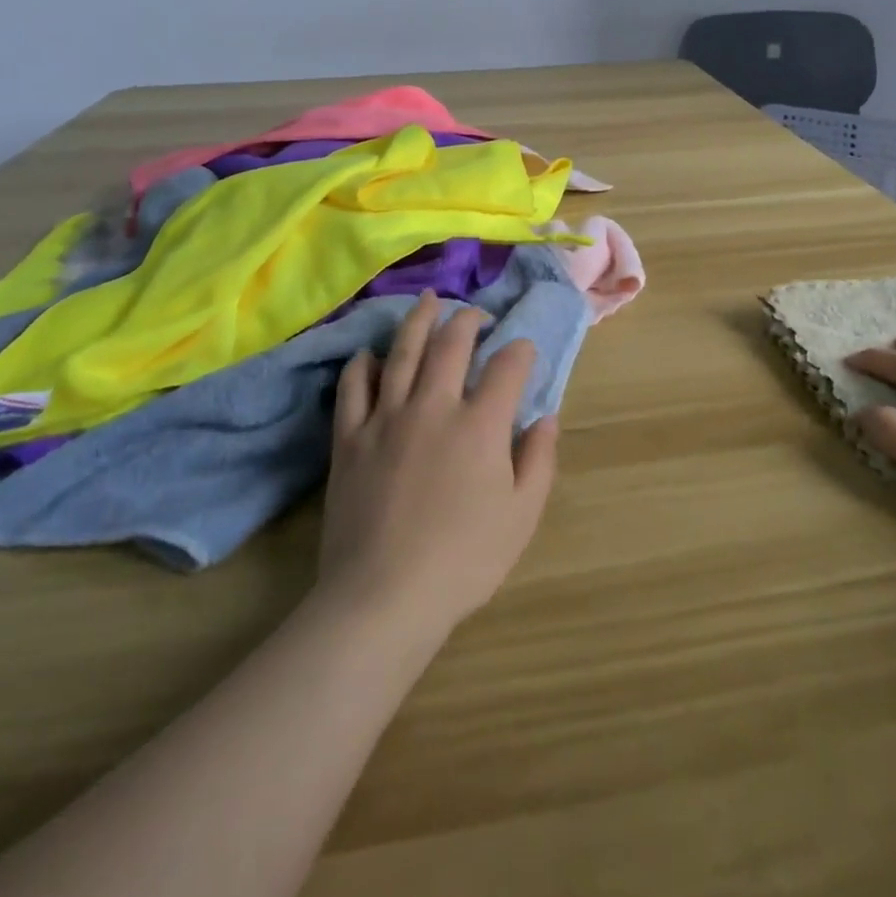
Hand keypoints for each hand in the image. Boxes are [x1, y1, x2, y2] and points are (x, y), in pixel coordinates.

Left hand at [317, 293, 558, 636]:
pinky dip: (364, 364)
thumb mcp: (522, 516)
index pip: (507, 366)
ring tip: (428, 300)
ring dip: (419, 320)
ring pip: (403, 351)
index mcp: (481, 424)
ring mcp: (386, 418)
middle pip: (452, 343)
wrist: (383, 596)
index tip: (523, 351)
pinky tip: (372, 353)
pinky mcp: (350, 438)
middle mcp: (434, 406)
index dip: (520, 351)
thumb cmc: (464, 560)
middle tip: (476, 315)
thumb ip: (539, 459)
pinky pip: (354, 387)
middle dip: (469, 320)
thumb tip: (545, 416)